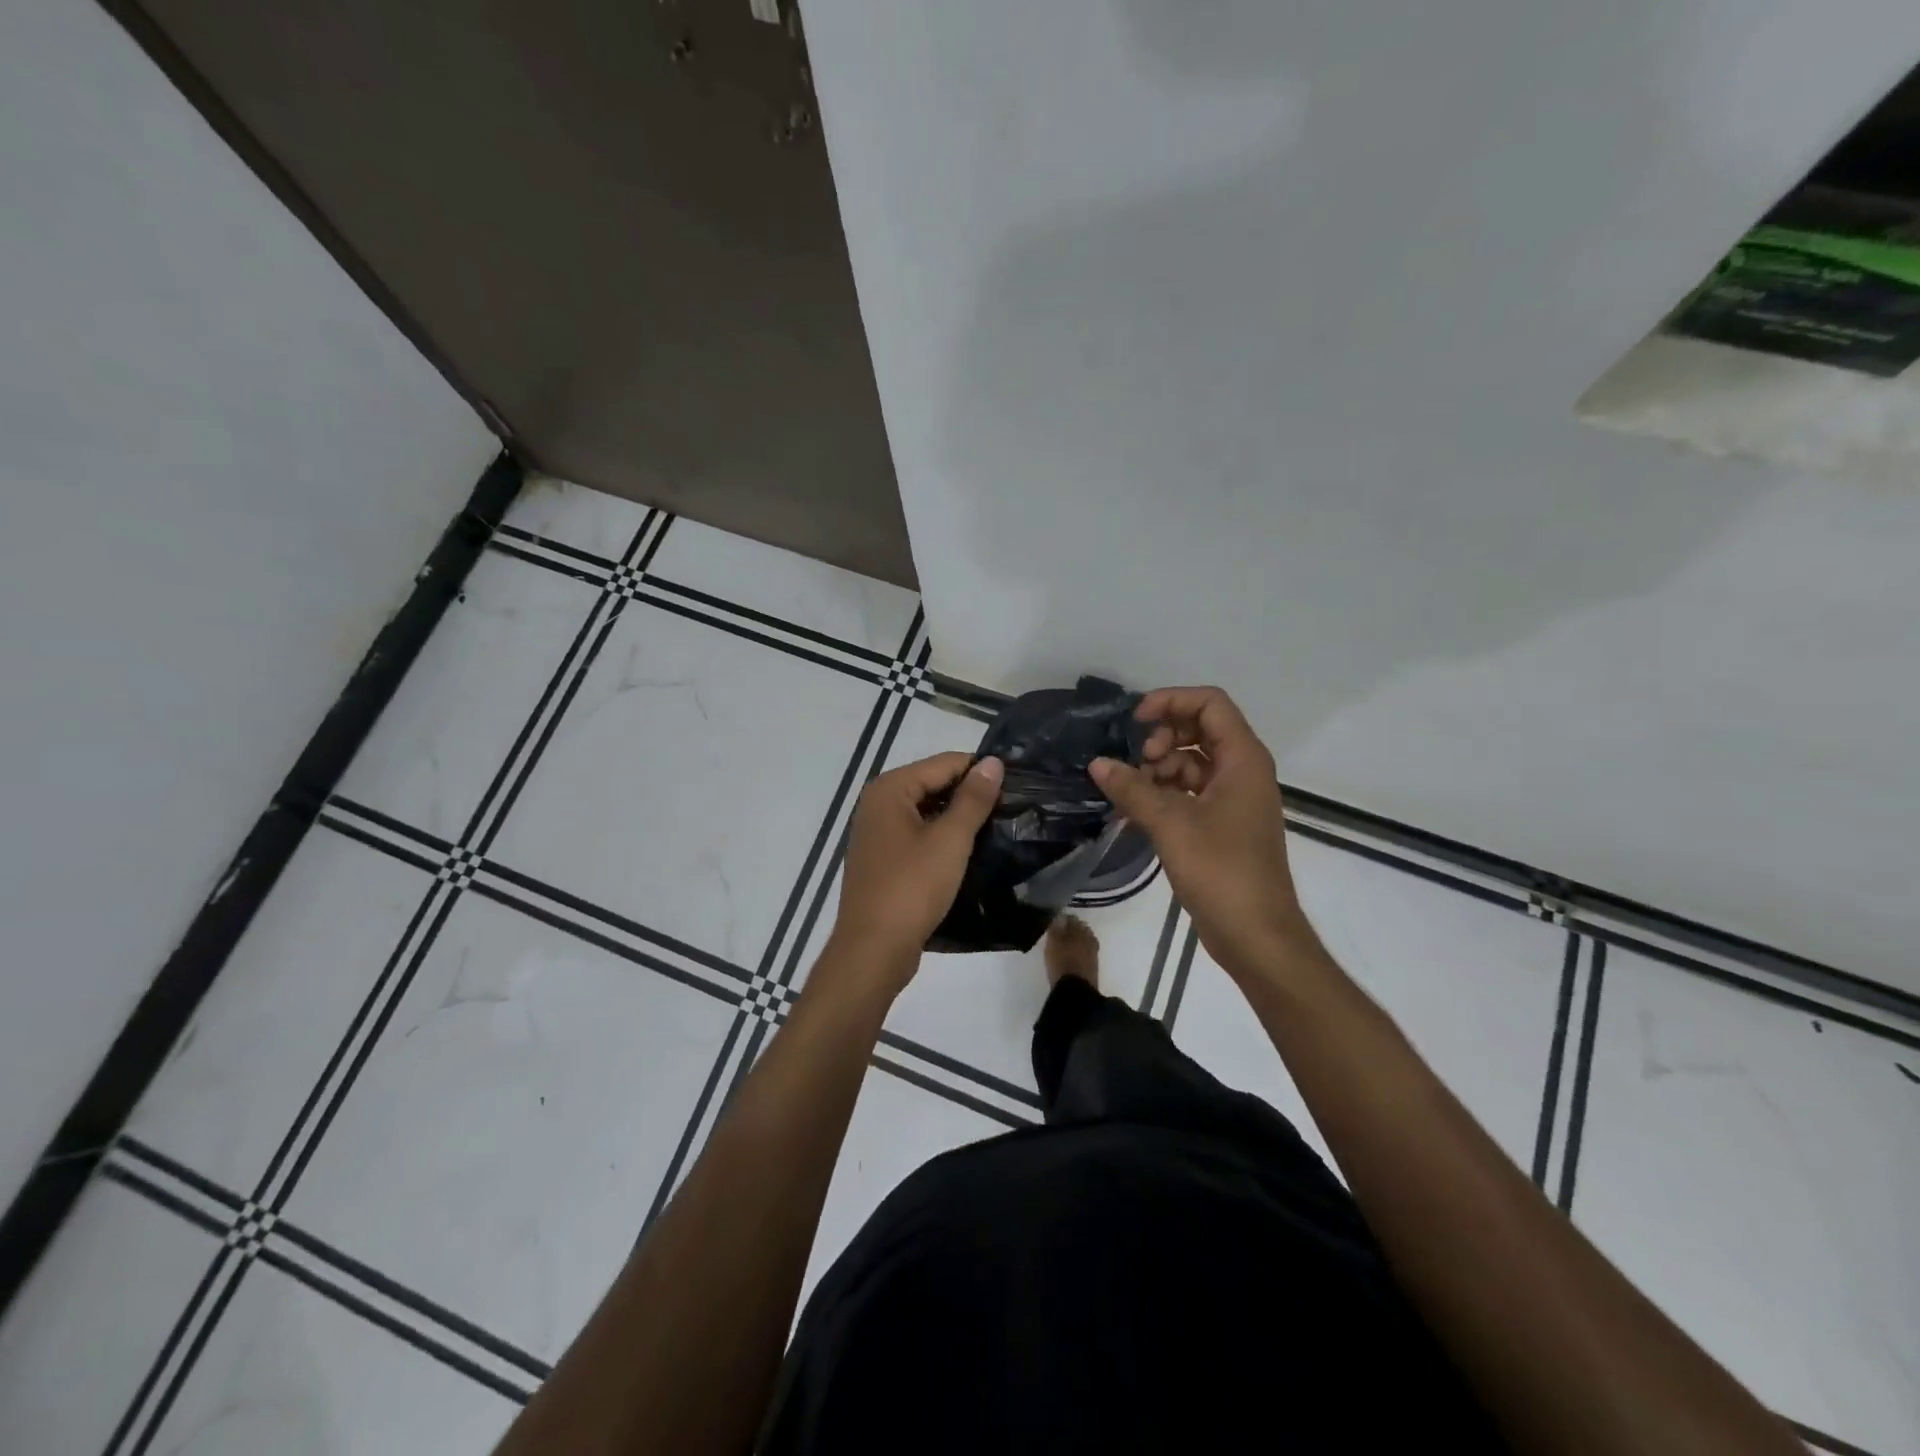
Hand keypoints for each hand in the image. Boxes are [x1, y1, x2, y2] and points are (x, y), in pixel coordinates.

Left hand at [826, 752, 1003, 989]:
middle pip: (933, 784)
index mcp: (890, 789)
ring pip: (926, 812)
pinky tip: (969, 852)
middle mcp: (878, 803)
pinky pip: (917, 836)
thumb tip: (993, 762)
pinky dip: (941, 838)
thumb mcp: (950, 840)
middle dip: (969, 795)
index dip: (981, 772)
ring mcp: (876, 833)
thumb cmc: (911, 888)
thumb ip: (973, 798)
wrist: (873, 949)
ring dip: (957, 819)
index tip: (1017, 785)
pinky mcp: (881, 859)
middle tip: (1011, 809)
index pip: (944, 763)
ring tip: (997, 829)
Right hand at [1090, 688, 1319, 983]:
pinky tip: (1135, 810)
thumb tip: (1097, 763)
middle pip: (1200, 729)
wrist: (1256, 934)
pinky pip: (1190, 791)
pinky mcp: (1222, 824)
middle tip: (1135, 762)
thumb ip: (1132, 789)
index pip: (1210, 703)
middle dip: (1162, 737)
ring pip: (1192, 762)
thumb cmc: (1222, 871)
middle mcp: (1242, 771)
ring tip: (1131, 792)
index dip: (1171, 701)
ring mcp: (1233, 799)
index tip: (1134, 722)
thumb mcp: (1171, 824)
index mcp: (1243, 759)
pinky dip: (1164, 793)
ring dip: (1159, 768)